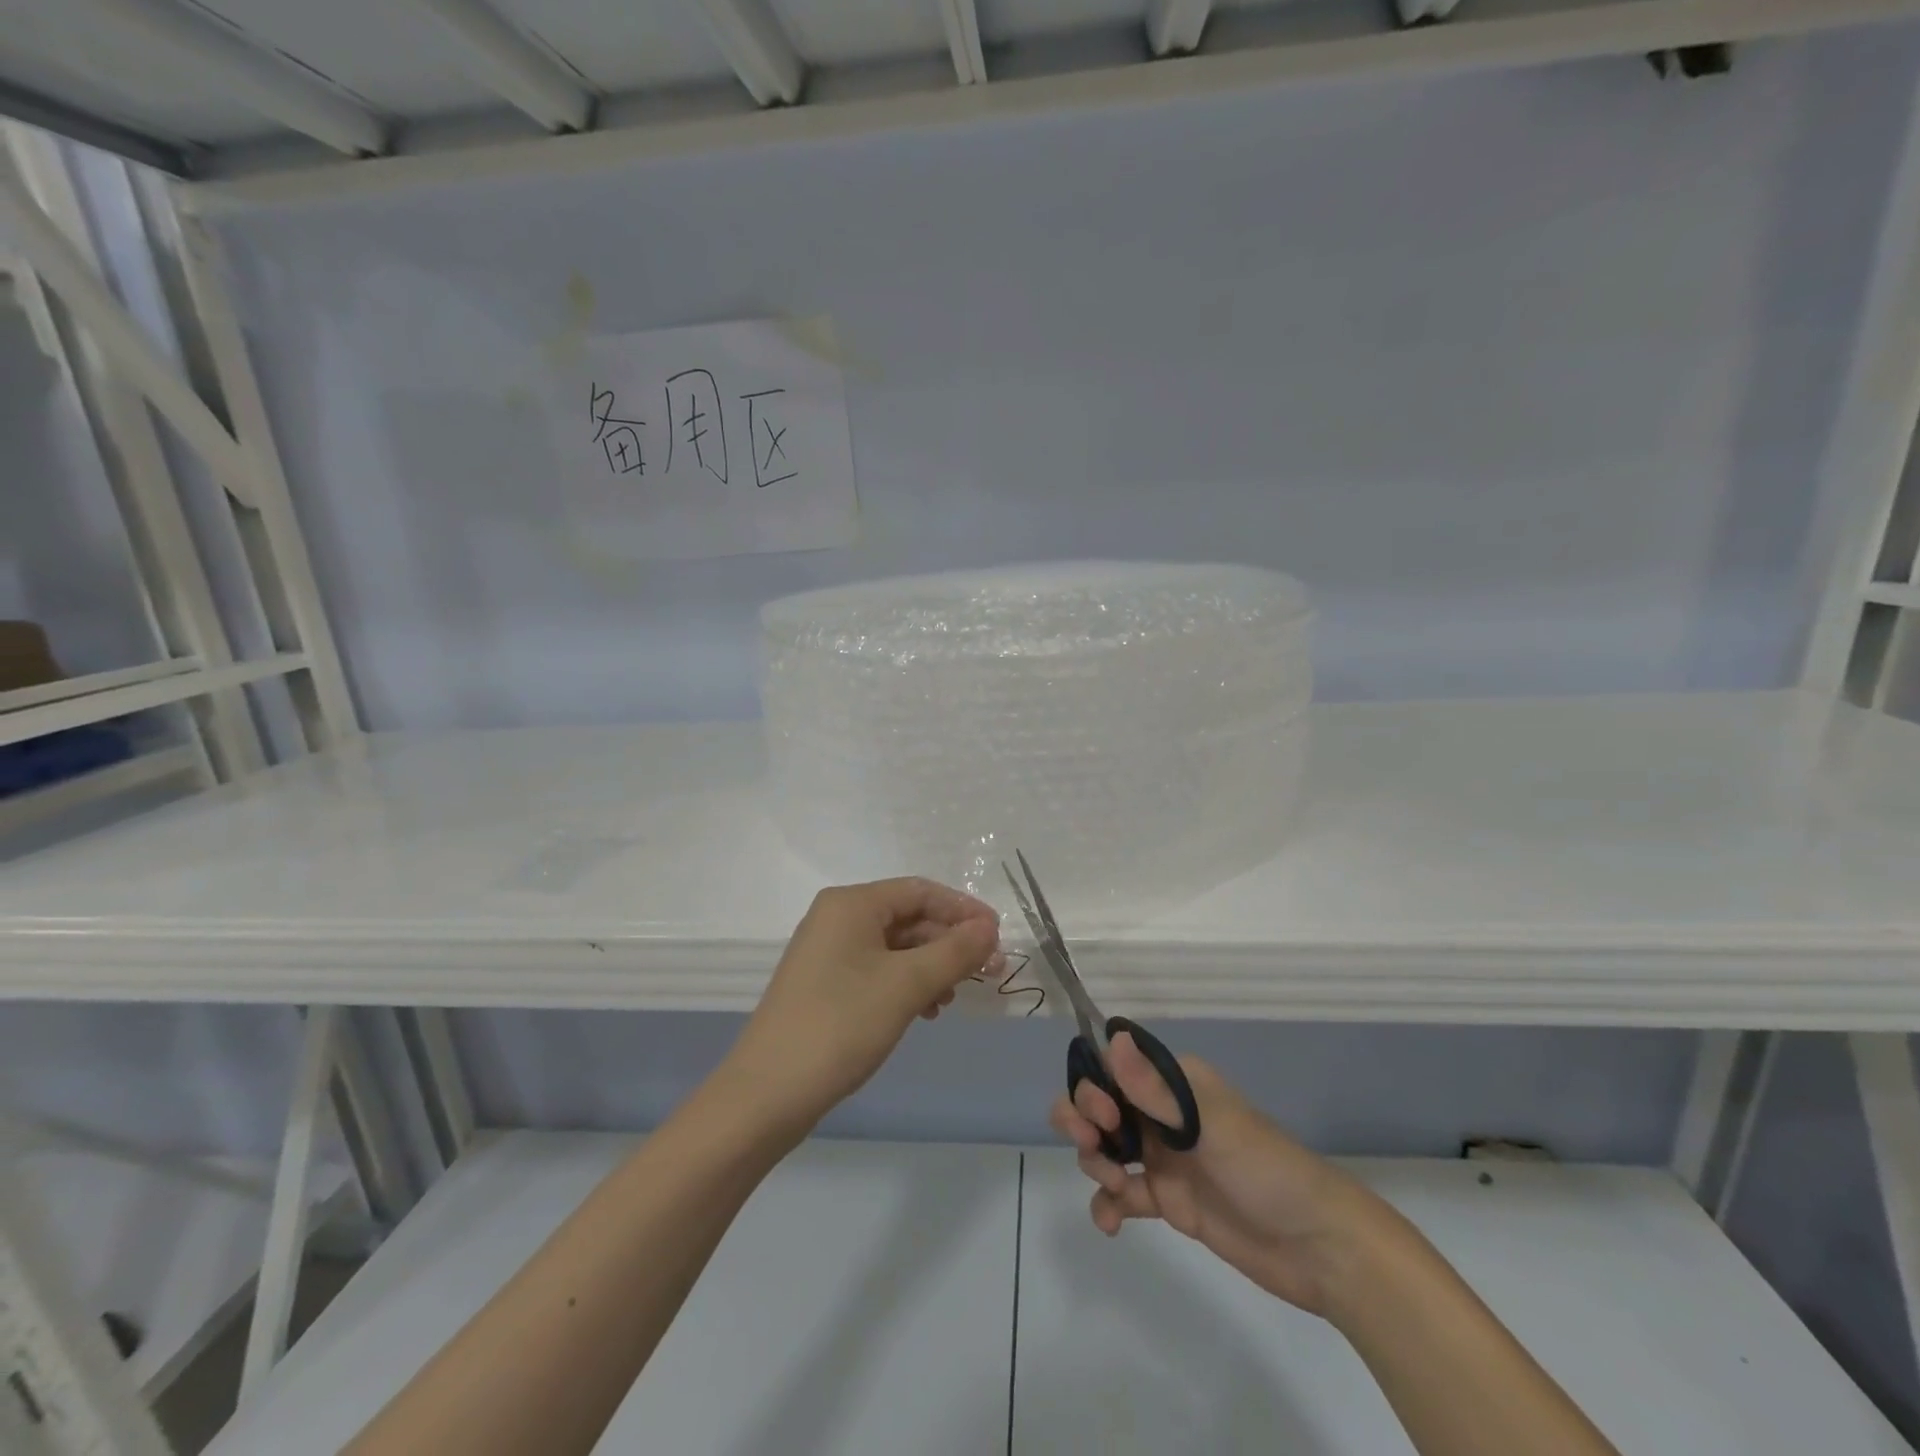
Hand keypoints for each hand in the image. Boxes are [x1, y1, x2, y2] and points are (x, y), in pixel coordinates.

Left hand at [727, 879, 1001, 1132]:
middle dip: (950, 943)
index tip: (998, 936)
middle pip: (909, 917)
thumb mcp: (906, 985)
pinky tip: (925, 1011)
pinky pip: (878, 969)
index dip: (964, 910)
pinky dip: (907, 984)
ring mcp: (828, 952)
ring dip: (931, 967)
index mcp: (852, 903)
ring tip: (953, 999)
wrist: (768, 1094)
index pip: (920, 891)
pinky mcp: (825, 983)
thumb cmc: (841, 1025)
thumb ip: (954, 952)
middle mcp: (837, 917)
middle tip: (988, 973)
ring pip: (896, 946)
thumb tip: (989, 928)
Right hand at [1051, 1033, 1395, 1317]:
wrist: (1318, 1247)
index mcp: (1174, 1082)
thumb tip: (1112, 1037)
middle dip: (1082, 1119)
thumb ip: (1156, 1090)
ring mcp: (1163, 1156)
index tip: (1103, 1115)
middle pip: (1099, 1103)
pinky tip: (1110, 1223)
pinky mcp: (1167, 1199)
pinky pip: (1121, 1194)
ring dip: (1095, 1162)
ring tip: (1117, 1189)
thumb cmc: (1265, 1169)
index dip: (1094, 1085)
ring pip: (1104, 1145)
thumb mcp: (1210, 1125)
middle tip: (1094, 1146)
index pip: (1113, 1067)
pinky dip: (1107, 1204)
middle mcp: (1162, 1112)